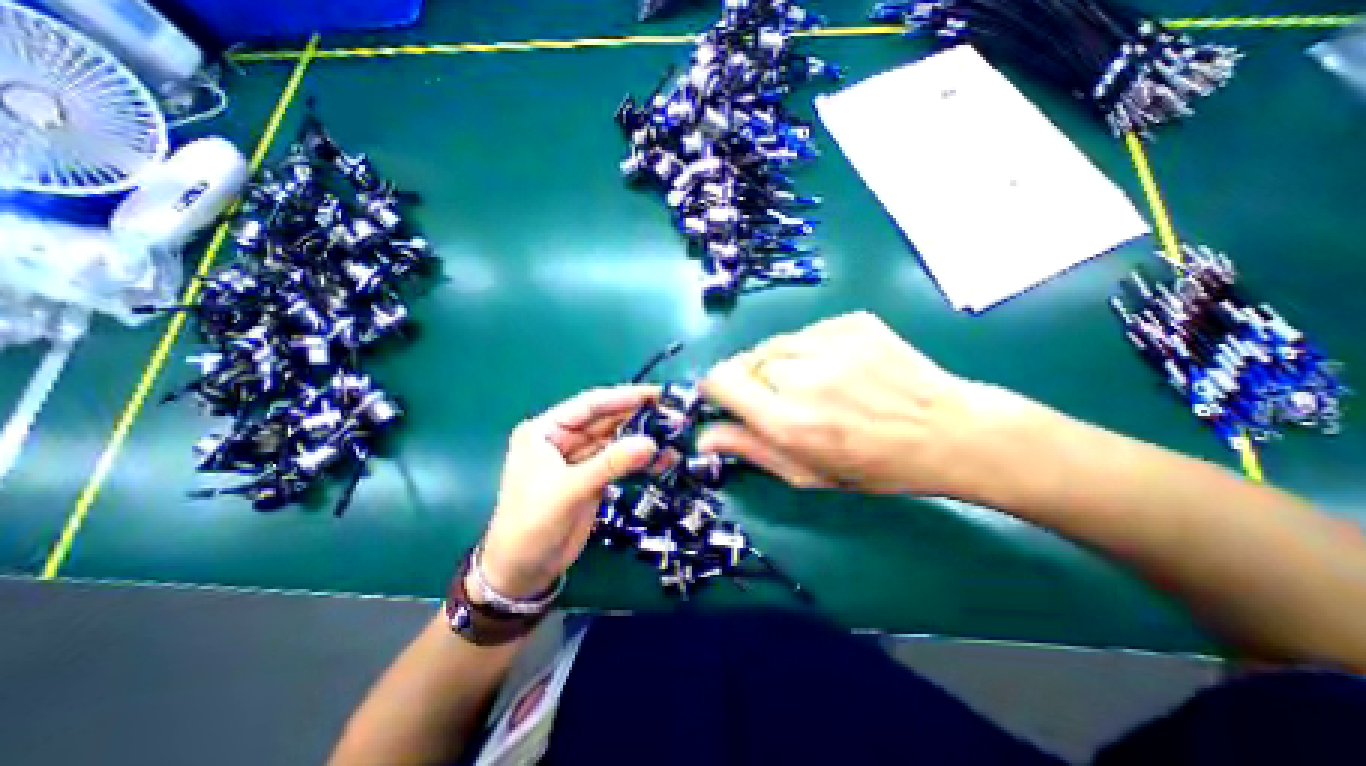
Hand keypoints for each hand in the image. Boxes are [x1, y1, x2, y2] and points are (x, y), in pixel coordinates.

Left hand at [478, 385, 658, 601]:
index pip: (590, 405)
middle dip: (639, 417)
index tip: (657, 393)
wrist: (524, 572)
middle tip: (674, 415)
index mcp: (546, 430)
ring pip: (616, 440)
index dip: (624, 396)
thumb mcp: (569, 489)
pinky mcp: (594, 477)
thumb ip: (610, 464)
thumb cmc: (532, 524)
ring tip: (675, 436)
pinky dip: (640, 460)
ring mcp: (580, 458)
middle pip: (606, 420)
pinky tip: (663, 459)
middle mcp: (563, 438)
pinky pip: (620, 461)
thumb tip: (651, 443)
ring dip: (643, 438)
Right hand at [697, 312, 1028, 497]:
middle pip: (745, 360)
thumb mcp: (807, 473)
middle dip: (752, 380)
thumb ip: (751, 449)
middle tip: (781, 398)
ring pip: (773, 344)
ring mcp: (831, 342)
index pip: (721, 381)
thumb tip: (703, 436)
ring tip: (813, 382)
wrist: (949, 430)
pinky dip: (808, 348)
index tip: (727, 397)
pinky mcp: (852, 322)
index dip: (717, 387)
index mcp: (788, 421)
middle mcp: (803, 377)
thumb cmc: (875, 465)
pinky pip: (805, 332)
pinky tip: (837, 367)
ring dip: (779, 363)